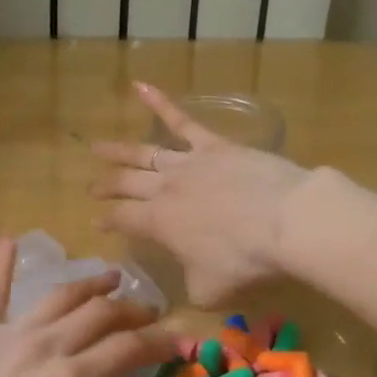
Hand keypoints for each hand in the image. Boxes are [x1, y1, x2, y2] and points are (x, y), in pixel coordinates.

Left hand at [0, 238, 196, 376]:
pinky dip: (1, 265)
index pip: (129, 348)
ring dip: (89, 284)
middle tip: (148, 311)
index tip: (178, 340)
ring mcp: (8, 334)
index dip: (159, 342)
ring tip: (110, 277)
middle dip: (130, 310)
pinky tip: (7, 240)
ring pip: (58, 297)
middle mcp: (46, 345)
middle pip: (99, 314)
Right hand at [90, 82, 310, 306]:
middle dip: (106, 186)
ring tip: (97, 147)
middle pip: (126, 185)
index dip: (106, 222)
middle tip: (91, 188)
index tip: (96, 223)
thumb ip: (190, 286)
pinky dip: (159, 102)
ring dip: (118, 151)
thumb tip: (186, 279)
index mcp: (159, 224)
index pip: (122, 220)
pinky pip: (181, 120)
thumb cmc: (246, 261)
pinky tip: (139, 86)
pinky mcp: (213, 145)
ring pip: (143, 153)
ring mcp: (188, 163)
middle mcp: (165, 189)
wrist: (286, 221)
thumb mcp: (210, 290)